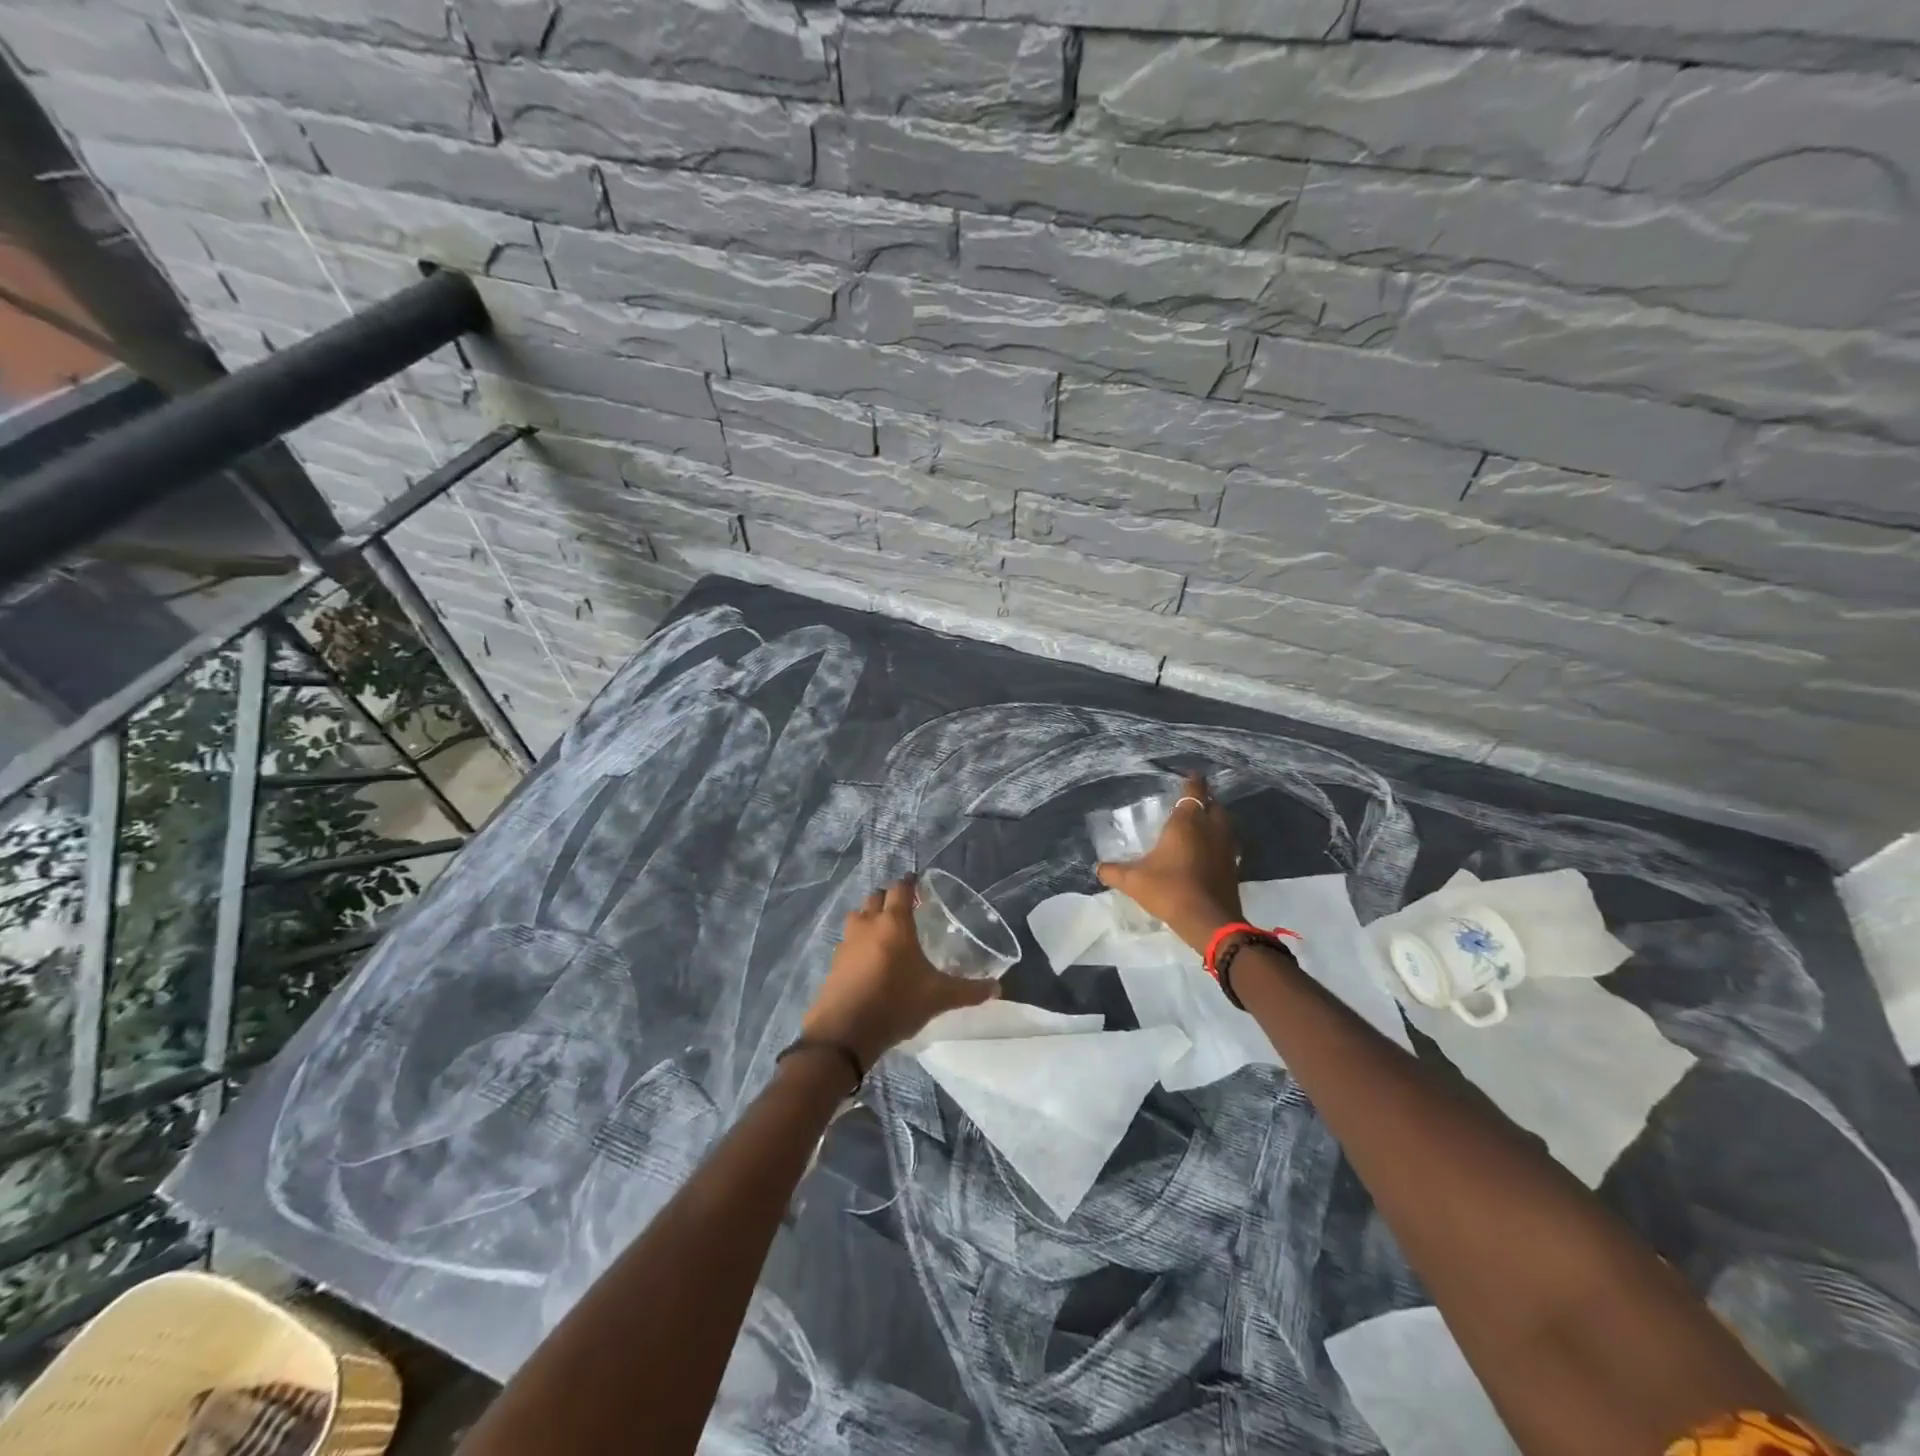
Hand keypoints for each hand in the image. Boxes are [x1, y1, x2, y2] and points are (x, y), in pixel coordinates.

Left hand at [802, 876, 997, 1066]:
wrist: (844, 1033)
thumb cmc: (895, 1003)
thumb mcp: (938, 997)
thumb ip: (968, 991)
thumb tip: (997, 988)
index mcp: (894, 922)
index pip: (900, 888)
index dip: (910, 883)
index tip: (919, 885)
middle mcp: (868, 924)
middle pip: (876, 897)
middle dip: (889, 897)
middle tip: (905, 908)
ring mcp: (847, 942)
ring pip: (858, 916)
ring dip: (870, 916)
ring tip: (885, 931)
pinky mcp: (834, 962)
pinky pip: (848, 941)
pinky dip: (858, 941)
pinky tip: (868, 959)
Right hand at [1097, 774, 1244, 953]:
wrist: (1209, 922)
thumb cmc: (1170, 890)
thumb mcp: (1133, 881)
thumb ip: (1113, 871)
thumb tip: (1098, 867)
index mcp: (1187, 822)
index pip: (1194, 790)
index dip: (1191, 780)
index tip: (1186, 776)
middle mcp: (1211, 828)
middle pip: (1213, 804)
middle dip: (1203, 800)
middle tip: (1188, 802)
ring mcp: (1227, 847)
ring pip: (1224, 823)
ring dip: (1213, 820)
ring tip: (1197, 825)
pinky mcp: (1234, 866)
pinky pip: (1227, 843)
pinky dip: (1218, 841)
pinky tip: (1206, 852)